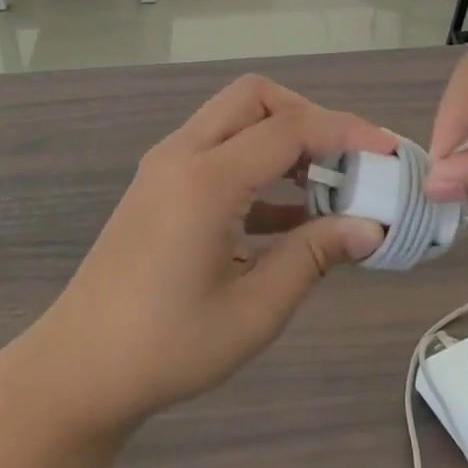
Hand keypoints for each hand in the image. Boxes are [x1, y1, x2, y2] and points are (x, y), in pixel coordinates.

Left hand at [22, 76, 393, 435]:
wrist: (79, 369)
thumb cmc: (167, 346)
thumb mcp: (254, 309)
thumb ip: (313, 256)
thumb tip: (370, 228)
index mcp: (205, 179)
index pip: (288, 129)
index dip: (345, 132)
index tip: (388, 150)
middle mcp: (182, 155)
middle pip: (253, 98)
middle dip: (307, 117)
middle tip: (346, 162)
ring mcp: (164, 168)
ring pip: (232, 119)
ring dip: (280, 140)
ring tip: (325, 189)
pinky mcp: (158, 187)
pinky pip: (215, 151)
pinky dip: (254, 166)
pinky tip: (286, 216)